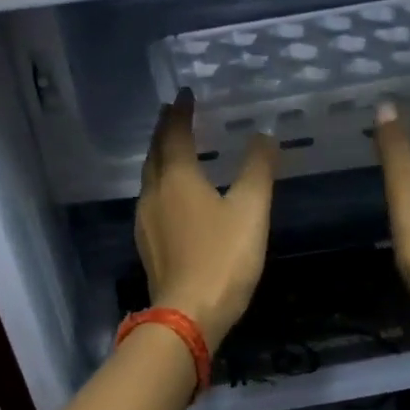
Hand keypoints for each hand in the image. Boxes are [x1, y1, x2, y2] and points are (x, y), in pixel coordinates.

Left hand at [136, 89, 278, 344]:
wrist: (188, 315)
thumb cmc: (222, 258)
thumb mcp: (250, 210)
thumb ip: (258, 169)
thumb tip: (264, 135)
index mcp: (176, 178)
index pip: (174, 134)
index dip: (180, 112)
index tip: (185, 94)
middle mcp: (154, 193)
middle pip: (155, 153)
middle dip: (164, 131)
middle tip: (174, 114)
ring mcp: (146, 221)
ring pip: (149, 178)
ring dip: (160, 158)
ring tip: (173, 148)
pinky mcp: (148, 245)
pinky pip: (152, 201)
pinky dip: (161, 184)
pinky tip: (173, 196)